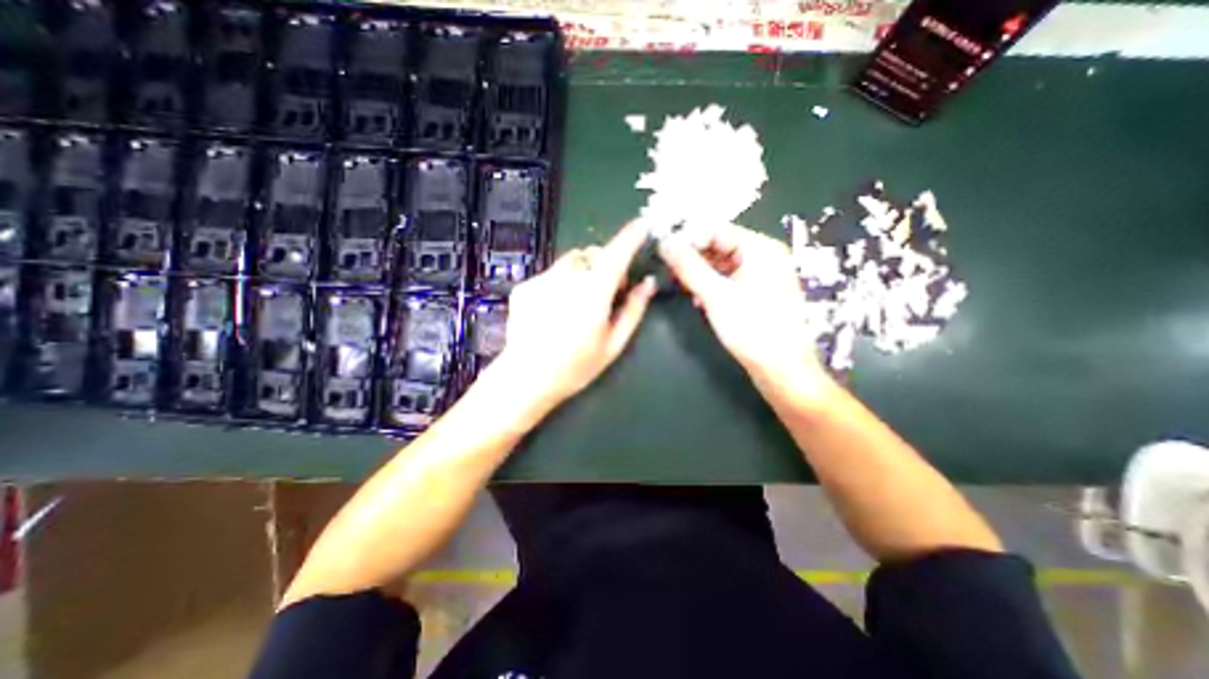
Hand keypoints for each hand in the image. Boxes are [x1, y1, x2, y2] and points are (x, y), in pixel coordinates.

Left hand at [493, 223, 656, 409]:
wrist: (526, 378)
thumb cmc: (575, 366)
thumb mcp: (613, 344)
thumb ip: (633, 310)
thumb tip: (647, 284)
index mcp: (593, 294)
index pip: (616, 254)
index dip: (631, 236)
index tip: (642, 225)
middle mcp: (567, 279)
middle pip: (592, 255)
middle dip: (603, 265)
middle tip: (606, 291)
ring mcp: (542, 280)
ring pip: (570, 263)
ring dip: (581, 273)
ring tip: (576, 302)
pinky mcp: (525, 286)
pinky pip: (550, 275)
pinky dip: (558, 284)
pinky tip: (553, 311)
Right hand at [661, 224, 832, 391]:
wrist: (781, 369)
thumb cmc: (752, 328)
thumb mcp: (715, 295)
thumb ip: (688, 266)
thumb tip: (665, 243)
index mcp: (760, 248)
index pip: (716, 229)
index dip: (688, 237)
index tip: (663, 249)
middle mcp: (763, 256)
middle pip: (719, 246)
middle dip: (693, 257)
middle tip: (668, 269)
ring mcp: (761, 276)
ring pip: (722, 265)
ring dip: (700, 274)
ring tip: (680, 285)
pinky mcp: (757, 294)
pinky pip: (728, 281)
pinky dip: (711, 286)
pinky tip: (698, 299)